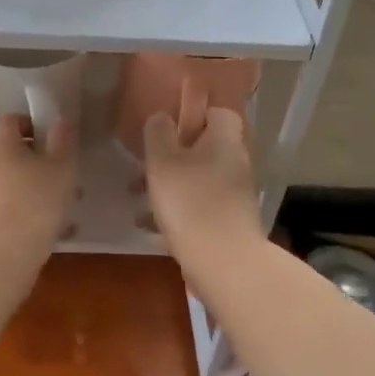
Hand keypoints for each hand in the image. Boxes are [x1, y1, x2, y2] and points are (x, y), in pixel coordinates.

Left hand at [0, 113, 77, 268]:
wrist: (1, 255)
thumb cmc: (35, 202)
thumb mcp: (61, 168)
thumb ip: (63, 142)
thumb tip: (60, 121)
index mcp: (1, 145)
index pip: (10, 120)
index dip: (32, 123)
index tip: (54, 139)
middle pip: (14, 154)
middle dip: (43, 164)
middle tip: (69, 178)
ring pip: (16, 184)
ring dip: (41, 191)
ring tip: (69, 210)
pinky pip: (12, 208)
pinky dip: (32, 214)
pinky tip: (58, 232)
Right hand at [143, 104, 262, 264]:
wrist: (223, 262)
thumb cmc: (190, 202)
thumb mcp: (163, 162)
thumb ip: (159, 134)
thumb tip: (162, 116)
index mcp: (225, 141)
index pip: (218, 113)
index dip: (194, 116)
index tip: (168, 129)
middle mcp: (236, 164)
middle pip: (205, 149)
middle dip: (173, 156)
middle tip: (145, 167)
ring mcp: (235, 195)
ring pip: (198, 180)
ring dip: (170, 186)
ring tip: (138, 198)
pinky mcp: (230, 222)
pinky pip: (200, 207)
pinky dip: (177, 211)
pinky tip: (150, 226)